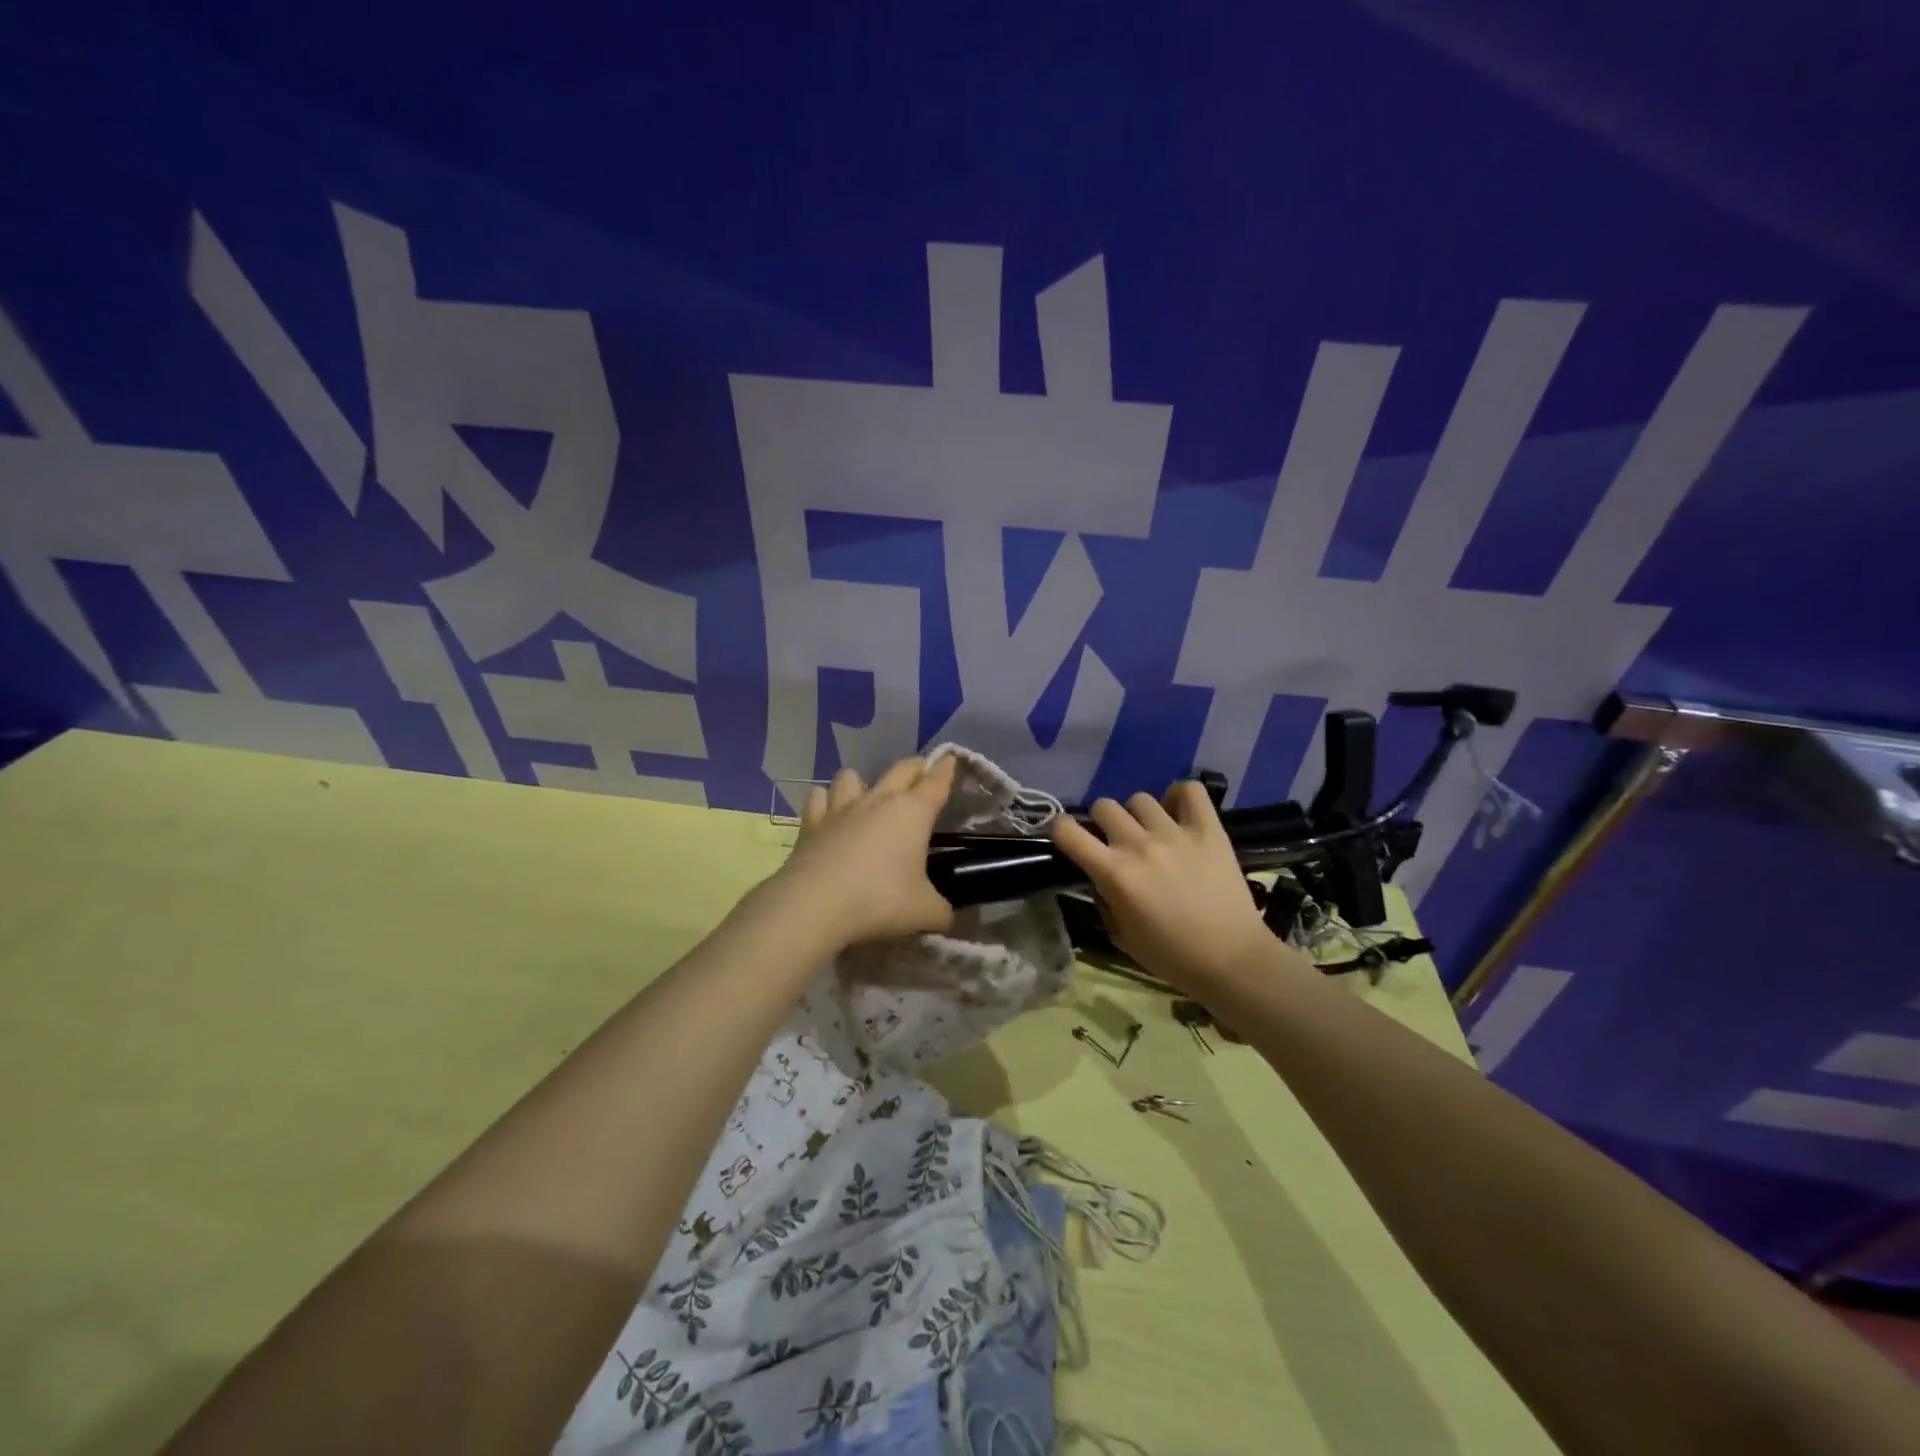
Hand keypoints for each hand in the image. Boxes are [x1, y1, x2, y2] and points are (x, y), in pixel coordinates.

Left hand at [767, 756, 957, 947]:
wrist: (815, 904)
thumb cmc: (879, 900)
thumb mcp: (924, 912)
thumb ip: (941, 912)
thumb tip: (948, 918)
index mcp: (913, 813)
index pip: (936, 781)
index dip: (946, 768)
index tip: (950, 758)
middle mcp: (878, 801)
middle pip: (901, 770)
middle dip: (915, 767)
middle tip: (922, 770)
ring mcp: (841, 809)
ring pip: (853, 776)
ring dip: (863, 781)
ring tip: (866, 795)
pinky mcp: (811, 823)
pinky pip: (819, 798)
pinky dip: (825, 801)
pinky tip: (828, 812)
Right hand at [1050, 781, 1277, 990]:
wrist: (1232, 959)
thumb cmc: (1172, 957)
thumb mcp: (1122, 936)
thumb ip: (1104, 901)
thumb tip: (1101, 878)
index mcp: (1113, 873)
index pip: (1067, 830)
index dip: (1061, 830)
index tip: (1070, 839)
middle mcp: (1138, 845)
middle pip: (1103, 806)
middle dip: (1102, 822)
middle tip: (1116, 842)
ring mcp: (1175, 833)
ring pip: (1140, 799)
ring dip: (1138, 815)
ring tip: (1151, 833)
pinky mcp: (1208, 829)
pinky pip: (1188, 791)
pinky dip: (1179, 797)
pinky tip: (1179, 815)